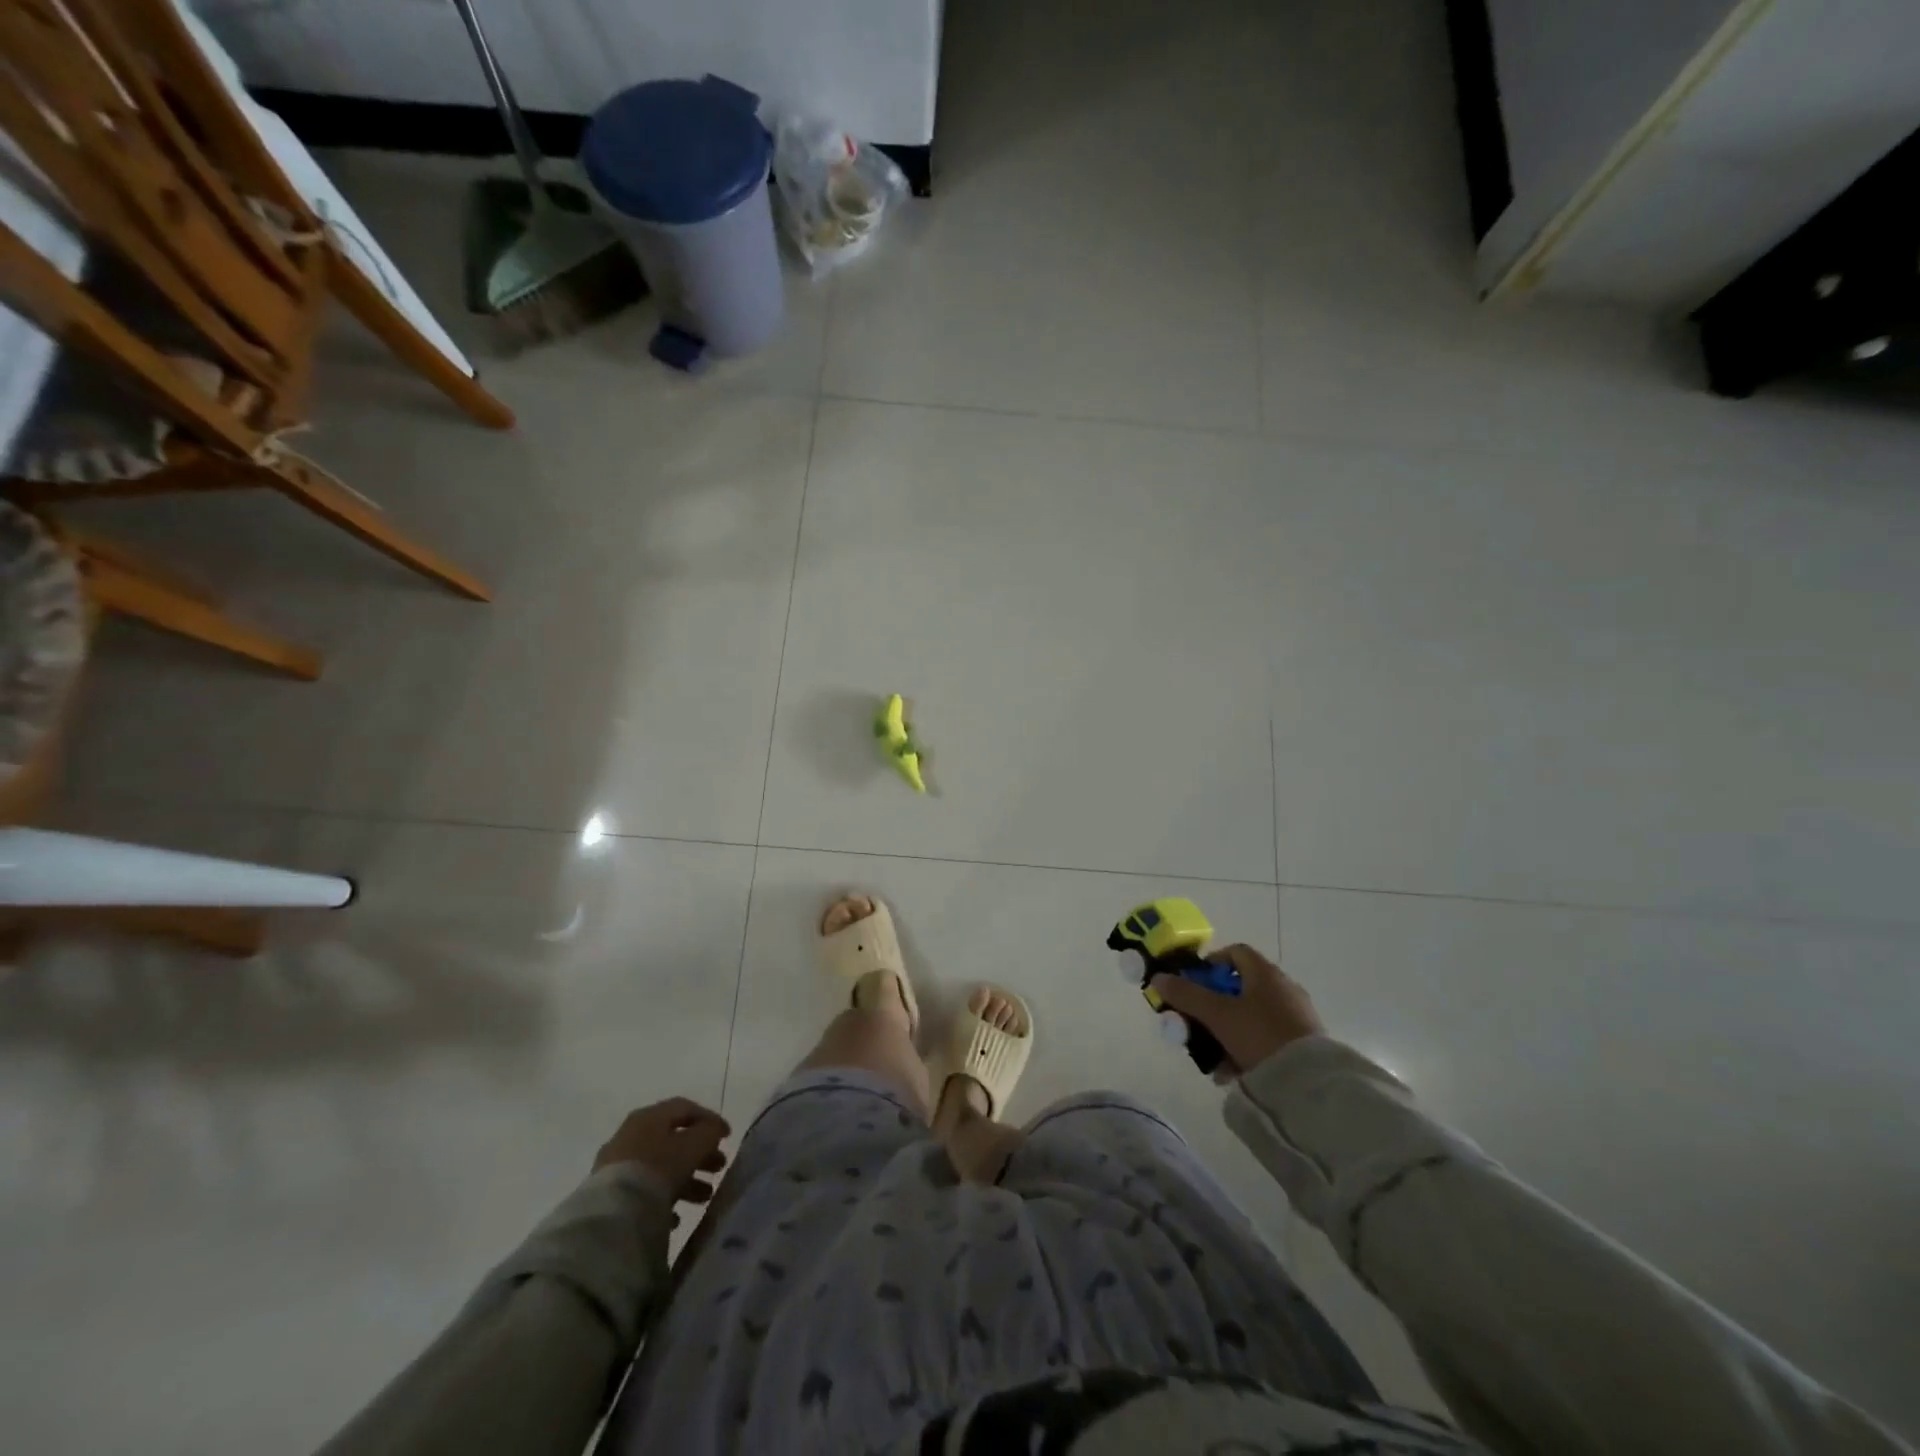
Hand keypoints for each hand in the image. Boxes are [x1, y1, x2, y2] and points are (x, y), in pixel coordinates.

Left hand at [593, 1099, 730, 1215]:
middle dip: (699, 1154)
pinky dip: (662, 1200)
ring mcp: (615, 1167)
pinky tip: (676, 1217)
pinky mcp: (608, 1197)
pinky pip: (642, 1192)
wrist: (613, 1215)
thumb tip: (713, 1130)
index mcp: (649, 1116)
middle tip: (719, 1167)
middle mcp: (630, 1135)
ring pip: (659, 1167)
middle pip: (672, 1140)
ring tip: (704, 1197)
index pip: (684, 1108)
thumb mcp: (695, 1144)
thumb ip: (709, 1132)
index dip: (709, 1119)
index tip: (727, 1137)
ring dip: (685, 1179)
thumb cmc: (659, 1168)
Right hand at [1151, 943, 1322, 1078]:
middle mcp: (1283, 987)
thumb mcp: (1217, 1015)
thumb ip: (1186, 995)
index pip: (1234, 953)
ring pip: (1252, 1016)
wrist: (1309, 1082)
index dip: (1211, 964)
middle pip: (1240, 987)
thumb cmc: (1259, 1035)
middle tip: (1198, 1023)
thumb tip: (1159, 978)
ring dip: (1228, 1031)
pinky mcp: (1304, 1042)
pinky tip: (1235, 1071)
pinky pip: (1267, 1037)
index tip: (1194, 985)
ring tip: (1214, 1056)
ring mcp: (1296, 1015)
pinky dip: (1248, 1047)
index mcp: (1265, 973)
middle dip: (1215, 1005)